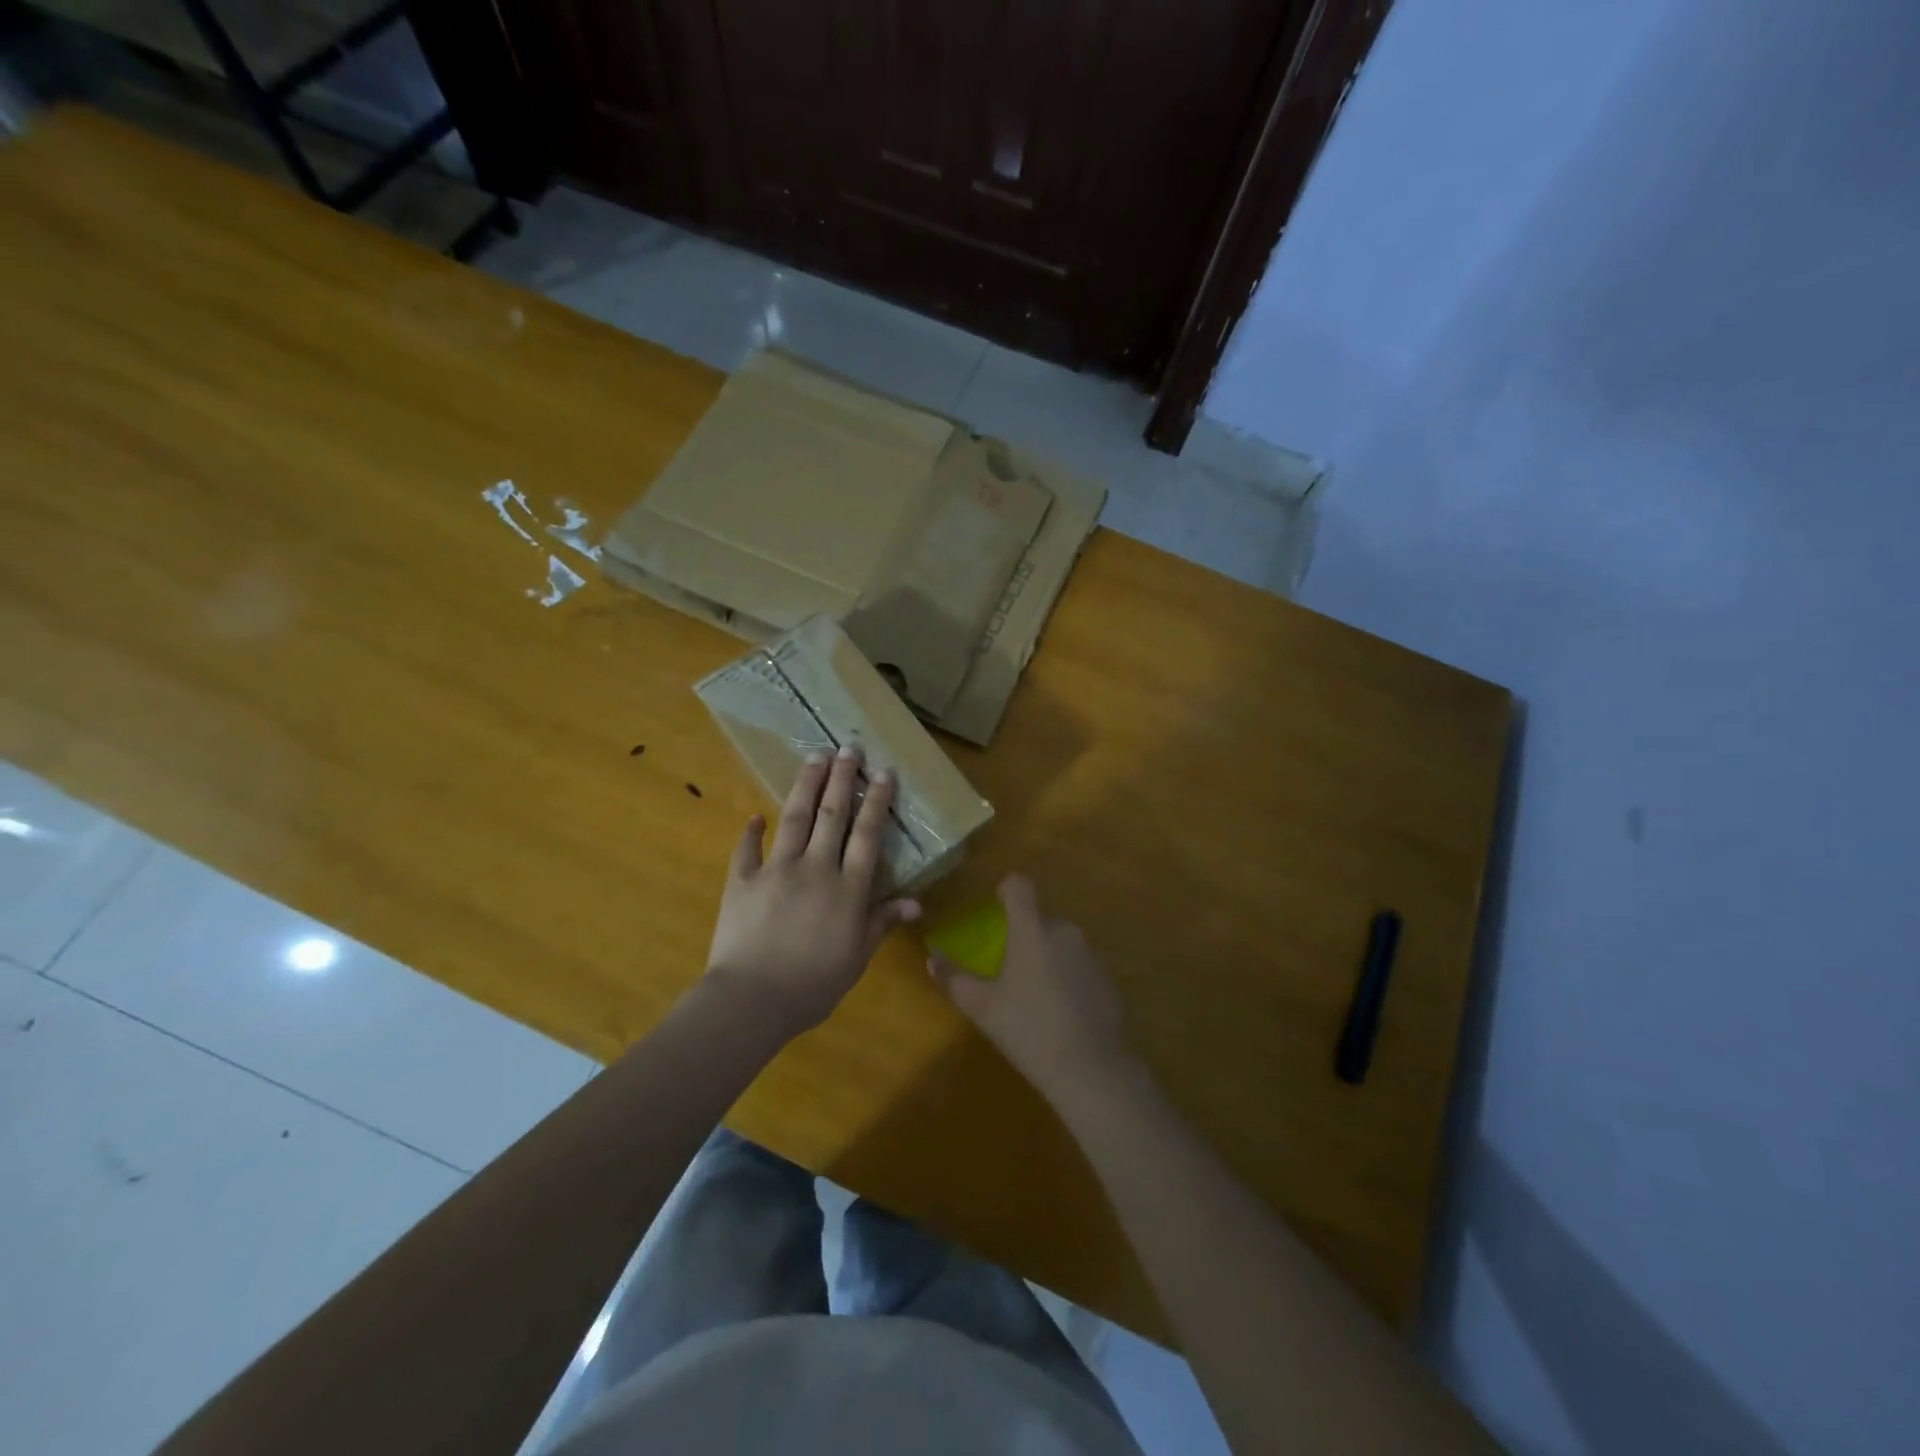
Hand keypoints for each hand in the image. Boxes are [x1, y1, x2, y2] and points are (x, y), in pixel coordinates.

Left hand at [705, 745, 919, 1036]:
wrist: (750, 1000)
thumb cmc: (812, 985)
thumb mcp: (856, 959)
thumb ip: (881, 924)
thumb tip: (915, 903)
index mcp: (847, 888)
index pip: (866, 834)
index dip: (876, 800)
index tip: (883, 771)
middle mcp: (815, 867)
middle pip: (832, 814)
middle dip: (842, 778)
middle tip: (849, 747)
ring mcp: (775, 870)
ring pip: (794, 817)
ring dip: (806, 785)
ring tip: (815, 757)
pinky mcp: (741, 880)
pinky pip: (746, 849)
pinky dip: (751, 831)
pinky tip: (755, 815)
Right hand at [928, 875, 1136, 1110]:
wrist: (1091, 1069)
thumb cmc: (1029, 1030)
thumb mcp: (982, 1007)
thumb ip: (954, 978)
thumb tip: (932, 958)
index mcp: (1032, 929)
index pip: (1019, 885)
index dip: (1005, 890)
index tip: (995, 907)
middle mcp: (1064, 930)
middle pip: (1038, 916)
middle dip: (1022, 932)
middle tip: (1006, 966)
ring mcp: (1090, 952)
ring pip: (1060, 940)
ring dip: (1045, 954)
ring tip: (1032, 992)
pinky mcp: (1107, 976)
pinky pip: (1078, 962)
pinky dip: (1066, 974)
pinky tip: (1059, 1009)